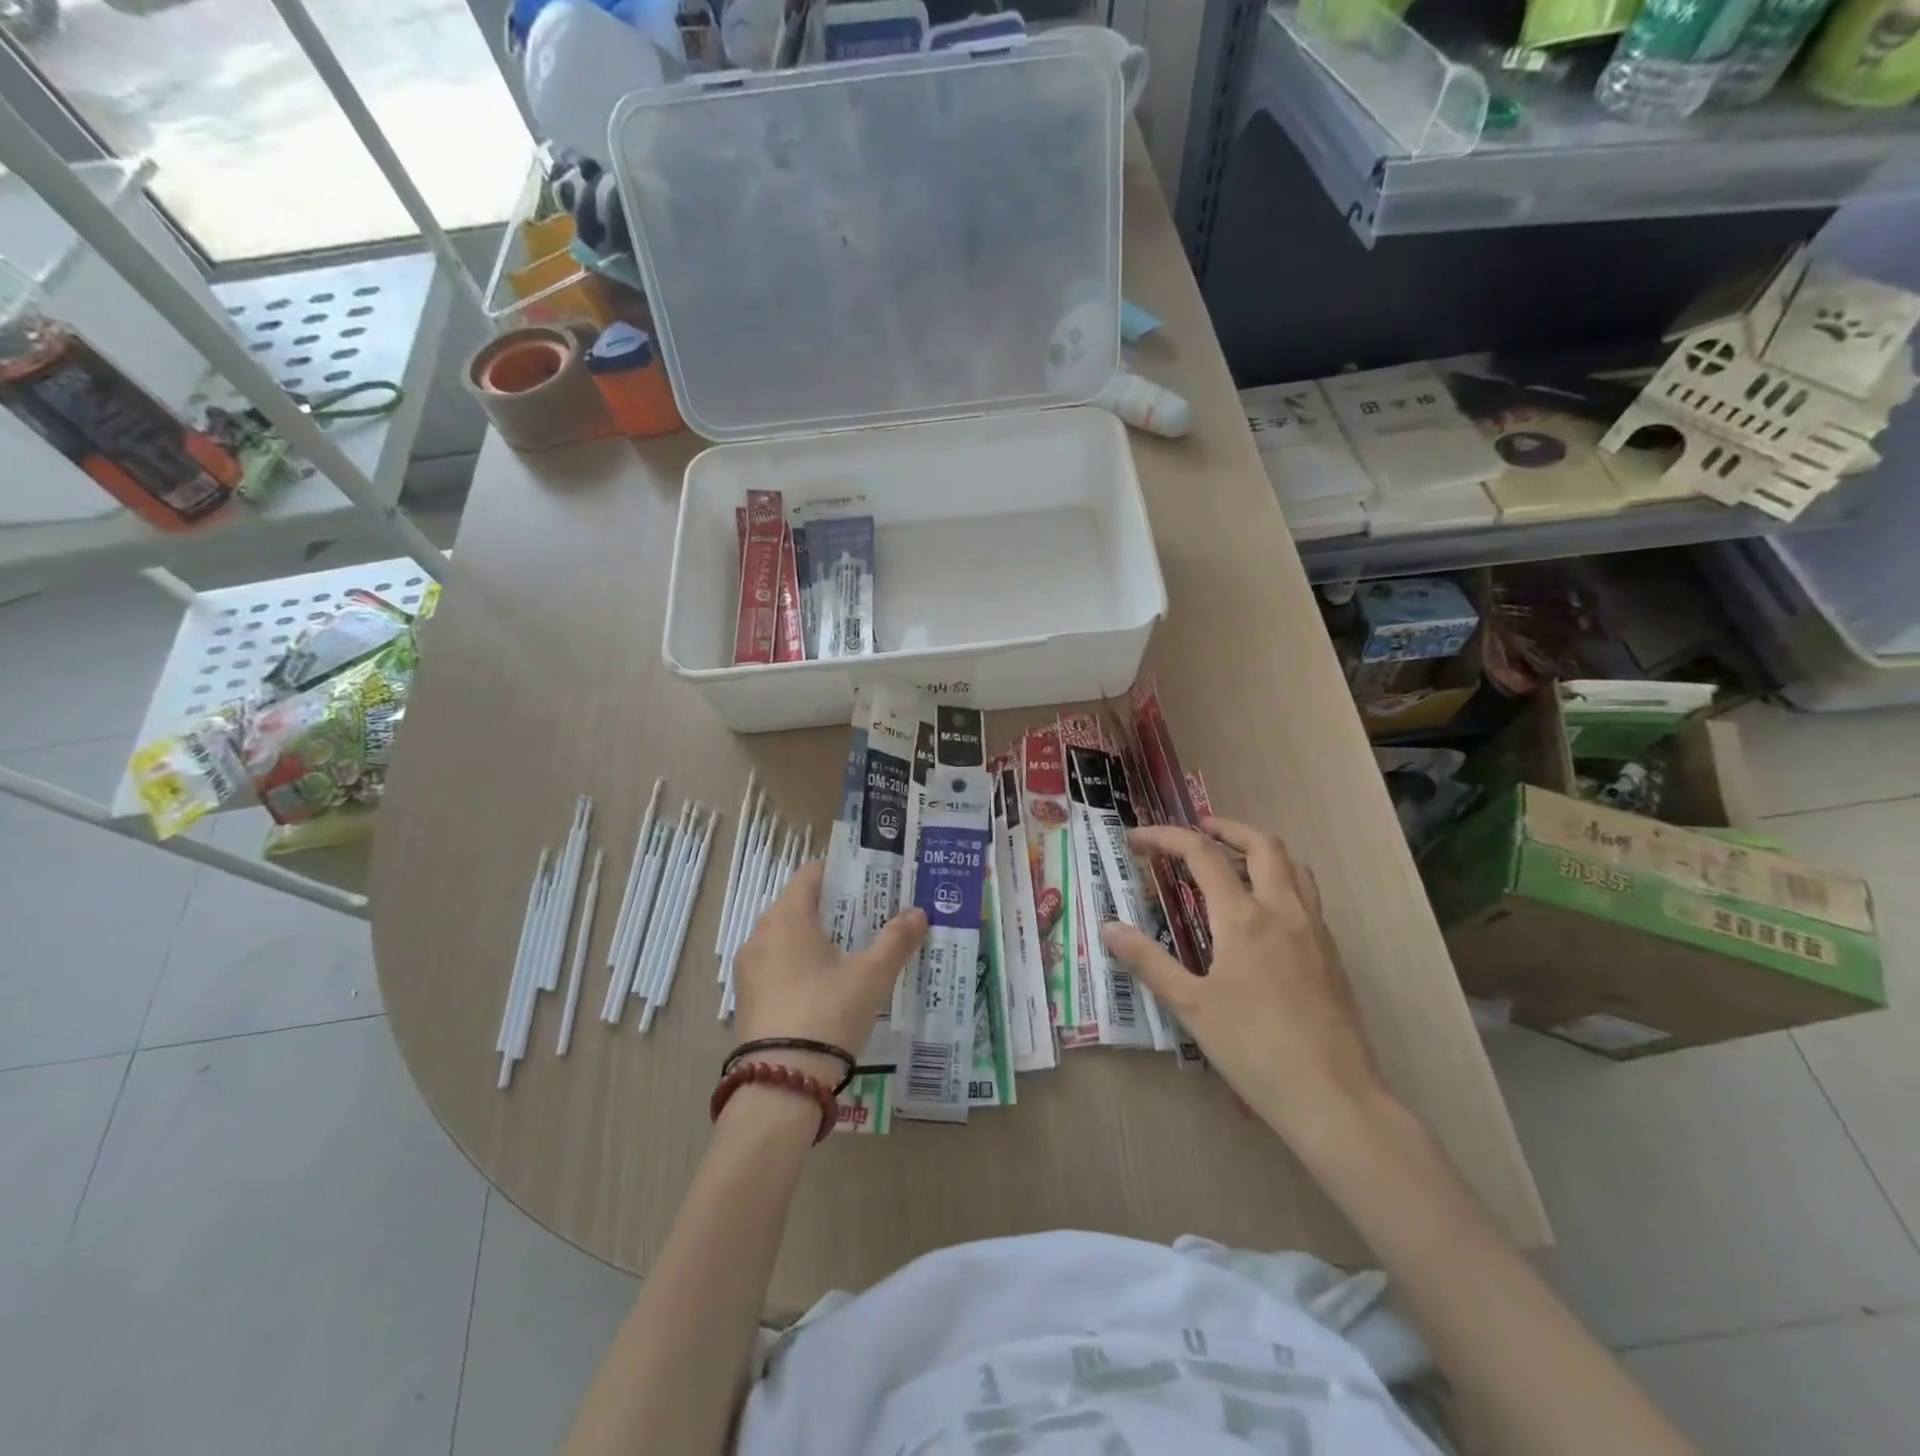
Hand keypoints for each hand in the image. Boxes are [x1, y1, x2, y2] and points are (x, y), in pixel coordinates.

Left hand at [732, 860, 926, 1083]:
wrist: (781, 1086)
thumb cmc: (828, 1014)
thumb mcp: (871, 976)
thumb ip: (896, 940)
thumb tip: (918, 913)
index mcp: (786, 918)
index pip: (812, 874)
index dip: (843, 872)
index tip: (872, 881)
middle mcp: (760, 934)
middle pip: (801, 905)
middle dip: (837, 908)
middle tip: (873, 915)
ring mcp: (750, 969)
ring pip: (789, 938)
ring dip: (821, 938)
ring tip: (857, 950)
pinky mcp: (748, 998)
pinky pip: (779, 965)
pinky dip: (804, 964)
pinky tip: (831, 984)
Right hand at [1101, 816, 1385, 1143]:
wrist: (1332, 1095)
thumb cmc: (1253, 1048)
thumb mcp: (1190, 1006)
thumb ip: (1148, 961)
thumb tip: (1109, 928)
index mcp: (1243, 917)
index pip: (1202, 854)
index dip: (1167, 837)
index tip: (1138, 839)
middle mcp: (1282, 910)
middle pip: (1261, 844)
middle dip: (1226, 827)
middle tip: (1198, 830)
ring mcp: (1314, 930)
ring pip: (1294, 866)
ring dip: (1260, 850)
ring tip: (1233, 862)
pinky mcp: (1332, 953)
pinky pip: (1307, 895)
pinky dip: (1281, 881)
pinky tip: (1263, 913)